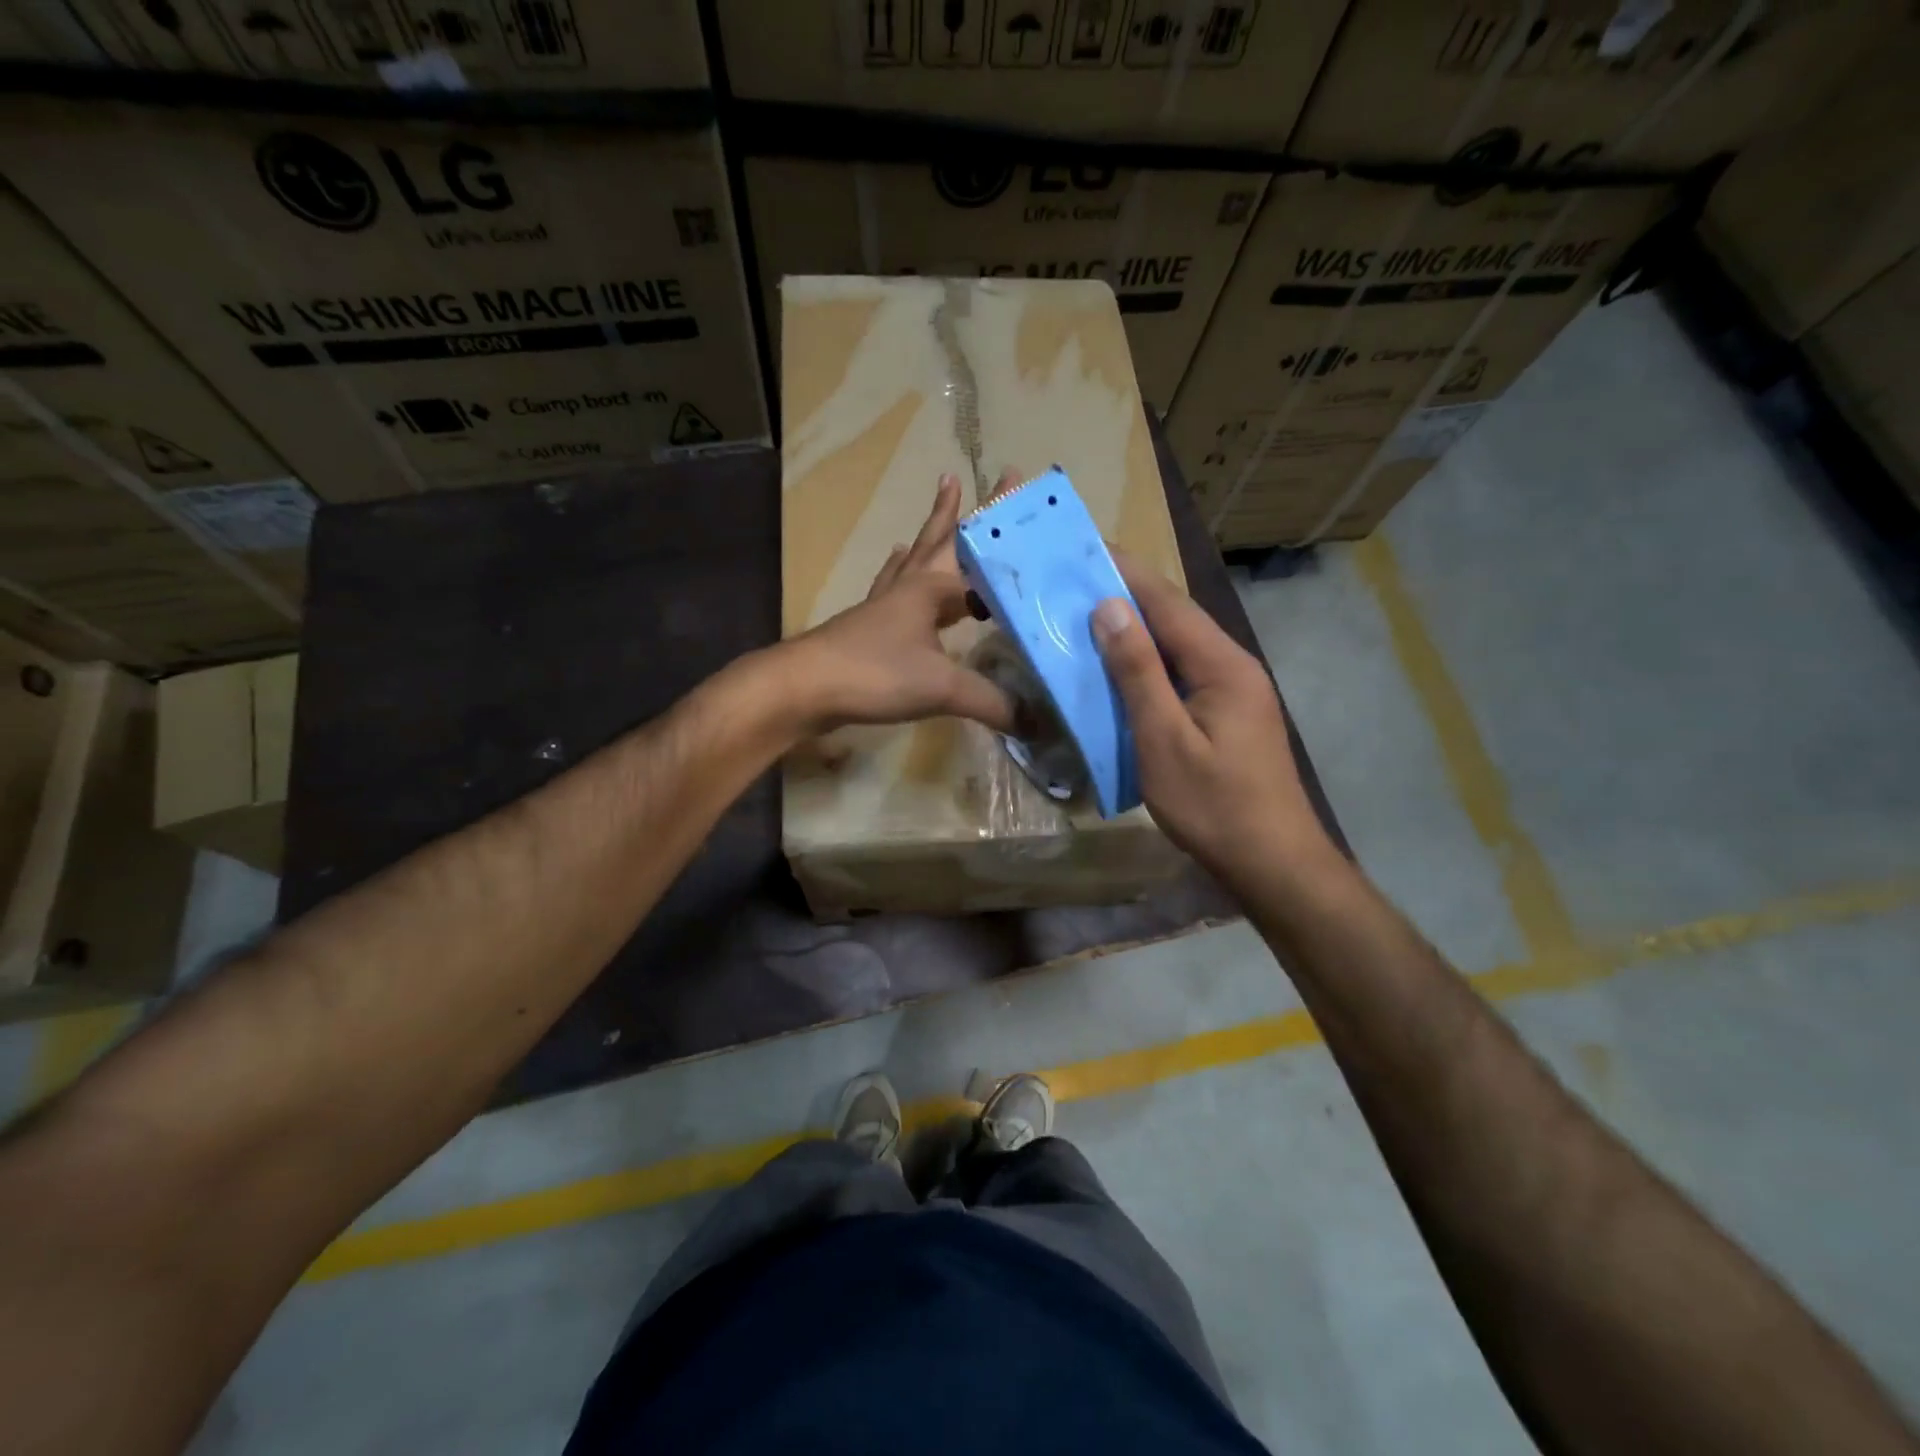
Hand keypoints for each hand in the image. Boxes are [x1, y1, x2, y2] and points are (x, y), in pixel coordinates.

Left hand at [779, 473, 1014, 735]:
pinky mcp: (867, 627)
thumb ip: (992, 701)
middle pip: (938, 541)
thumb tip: (1038, 721)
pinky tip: (895, 577)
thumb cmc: (875, 673)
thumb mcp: (942, 687)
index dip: (1003, 534)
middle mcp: (908, 587)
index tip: (1020, 499)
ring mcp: (883, 605)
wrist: (805, 688)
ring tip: (938, 510)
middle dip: (957, 511)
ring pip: (913, 560)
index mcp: (931, 588)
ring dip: (928, 537)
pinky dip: (900, 575)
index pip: (978, 554)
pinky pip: (892, 589)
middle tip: (962, 476)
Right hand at [1091, 558, 1334, 888]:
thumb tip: (1109, 607)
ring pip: (1177, 646)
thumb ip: (1138, 673)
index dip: (1125, 572)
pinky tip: (1119, 670)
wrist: (1273, 863)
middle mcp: (1233, 666)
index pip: (1168, 602)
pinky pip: (1181, 673)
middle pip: (1175, 618)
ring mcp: (1234, 691)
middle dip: (1126, 594)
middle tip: (1073, 582)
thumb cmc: (1214, 805)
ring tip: (1085, 617)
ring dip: (1134, 629)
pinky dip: (1146, 663)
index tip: (1084, 548)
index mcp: (1222, 664)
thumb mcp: (1164, 740)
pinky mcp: (1227, 714)